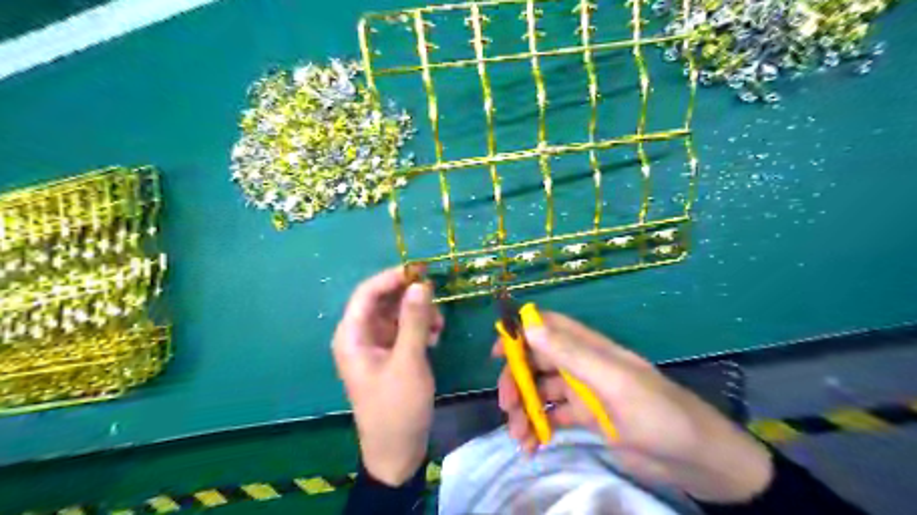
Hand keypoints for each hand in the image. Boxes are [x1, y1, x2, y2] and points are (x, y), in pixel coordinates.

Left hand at [333, 267, 443, 484]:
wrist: (397, 451)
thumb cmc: (397, 407)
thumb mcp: (409, 361)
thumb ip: (414, 321)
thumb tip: (420, 284)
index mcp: (352, 336)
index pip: (367, 293)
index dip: (392, 277)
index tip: (420, 270)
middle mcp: (360, 336)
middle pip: (383, 301)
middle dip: (410, 298)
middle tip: (436, 298)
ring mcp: (376, 346)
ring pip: (397, 314)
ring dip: (419, 314)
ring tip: (439, 327)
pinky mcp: (390, 355)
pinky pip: (404, 330)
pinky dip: (420, 328)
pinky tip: (436, 338)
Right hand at [494, 310, 771, 503]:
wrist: (696, 459)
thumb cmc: (657, 412)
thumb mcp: (613, 381)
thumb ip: (570, 353)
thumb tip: (528, 325)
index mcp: (590, 348)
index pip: (548, 327)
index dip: (521, 333)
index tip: (497, 353)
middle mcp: (582, 366)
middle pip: (537, 362)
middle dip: (518, 381)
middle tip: (507, 407)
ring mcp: (583, 394)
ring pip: (541, 392)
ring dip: (525, 410)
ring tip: (519, 437)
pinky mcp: (586, 419)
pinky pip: (552, 418)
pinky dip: (538, 429)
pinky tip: (532, 447)